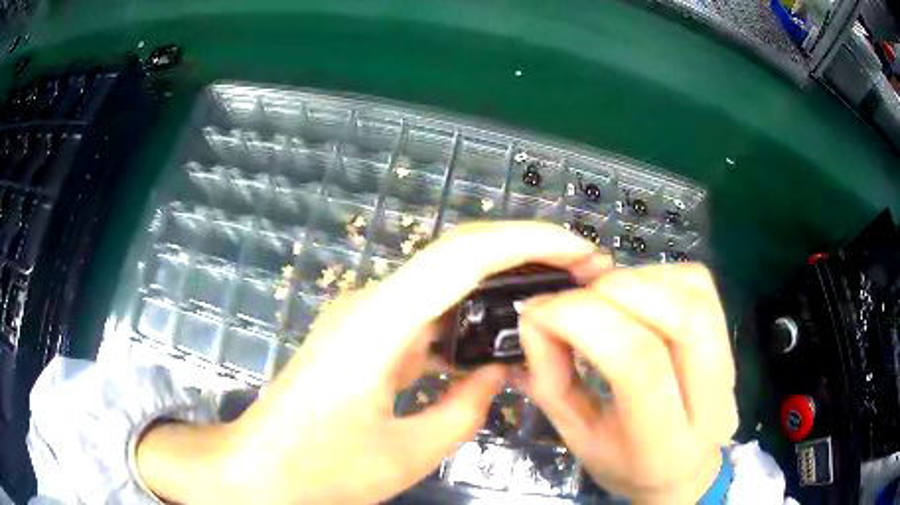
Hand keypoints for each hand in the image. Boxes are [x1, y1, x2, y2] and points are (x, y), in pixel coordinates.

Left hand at [136, 222, 610, 504]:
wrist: (257, 467)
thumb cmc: (319, 469)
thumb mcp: (404, 455)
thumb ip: (463, 410)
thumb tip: (497, 374)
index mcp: (379, 323)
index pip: (464, 254)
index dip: (529, 241)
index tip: (581, 250)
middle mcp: (371, 303)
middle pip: (459, 255)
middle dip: (526, 253)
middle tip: (582, 271)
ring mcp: (365, 316)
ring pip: (445, 282)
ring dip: (501, 283)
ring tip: (554, 298)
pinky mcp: (364, 335)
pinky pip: (428, 313)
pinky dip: (470, 317)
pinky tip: (496, 339)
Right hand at [519, 264, 737, 504]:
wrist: (683, 467)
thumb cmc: (624, 462)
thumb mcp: (576, 438)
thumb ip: (551, 380)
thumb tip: (536, 316)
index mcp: (664, 446)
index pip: (639, 365)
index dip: (584, 321)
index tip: (540, 311)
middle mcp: (711, 402)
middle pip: (680, 317)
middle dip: (614, 291)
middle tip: (572, 298)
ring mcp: (729, 364)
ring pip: (693, 292)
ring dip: (635, 280)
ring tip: (601, 296)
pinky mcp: (730, 336)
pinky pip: (698, 283)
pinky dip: (657, 275)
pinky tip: (634, 294)